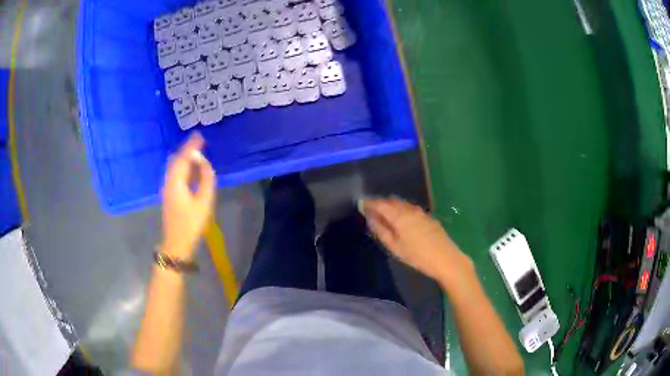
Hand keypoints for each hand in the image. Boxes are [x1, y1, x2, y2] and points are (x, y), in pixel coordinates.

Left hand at [161, 133, 215, 259]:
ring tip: (197, 153)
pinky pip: (175, 174)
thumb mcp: (203, 202)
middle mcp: (168, 181)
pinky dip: (183, 167)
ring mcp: (167, 188)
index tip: (200, 135)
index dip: (191, 146)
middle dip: (187, 149)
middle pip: (176, 160)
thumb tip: (205, 162)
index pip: (184, 158)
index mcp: (176, 181)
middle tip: (200, 142)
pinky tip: (192, 169)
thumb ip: (205, 179)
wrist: (176, 243)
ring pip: (174, 167)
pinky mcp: (169, 194)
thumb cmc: (191, 224)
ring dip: (185, 158)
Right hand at [362, 198, 472, 282]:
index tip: (361, 204)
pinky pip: (410, 209)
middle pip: (392, 201)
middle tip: (372, 211)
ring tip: (385, 215)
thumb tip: (370, 218)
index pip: (380, 204)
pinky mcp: (428, 217)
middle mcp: (409, 209)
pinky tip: (402, 220)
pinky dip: (402, 210)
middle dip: (381, 204)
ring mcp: (420, 212)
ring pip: (402, 204)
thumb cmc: (417, 256)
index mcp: (399, 216)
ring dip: (392, 206)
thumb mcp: (395, 247)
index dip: (370, 203)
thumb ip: (381, 231)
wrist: (445, 258)